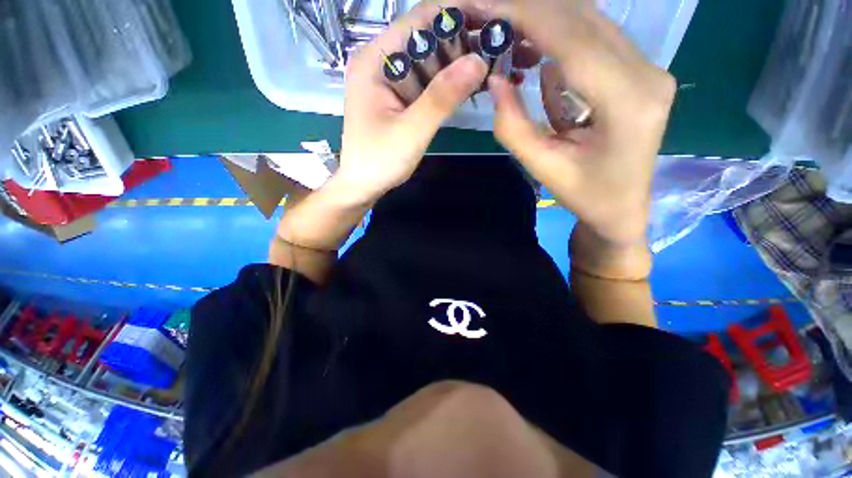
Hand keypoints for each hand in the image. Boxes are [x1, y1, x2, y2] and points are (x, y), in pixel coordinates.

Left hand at [337, 0, 487, 202]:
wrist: (363, 185)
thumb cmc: (379, 161)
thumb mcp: (411, 131)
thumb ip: (441, 97)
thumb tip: (479, 60)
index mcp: (375, 59)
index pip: (420, 19)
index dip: (458, 14)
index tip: (493, 20)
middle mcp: (381, 61)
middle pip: (427, 37)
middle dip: (464, 40)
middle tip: (500, 49)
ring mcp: (390, 81)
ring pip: (430, 60)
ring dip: (459, 62)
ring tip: (493, 65)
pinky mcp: (399, 98)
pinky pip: (427, 82)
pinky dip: (448, 83)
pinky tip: (470, 86)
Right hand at [486, 0, 675, 246]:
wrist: (623, 208)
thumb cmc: (586, 196)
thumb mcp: (543, 168)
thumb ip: (514, 126)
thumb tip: (495, 79)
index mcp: (628, 102)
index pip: (573, 40)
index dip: (526, 16)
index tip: (484, 5)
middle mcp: (647, 73)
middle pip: (584, 20)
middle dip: (530, 10)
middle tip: (488, 12)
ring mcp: (647, 69)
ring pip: (590, 23)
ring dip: (544, 22)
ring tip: (505, 34)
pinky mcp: (638, 73)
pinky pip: (595, 42)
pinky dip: (559, 41)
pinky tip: (534, 59)